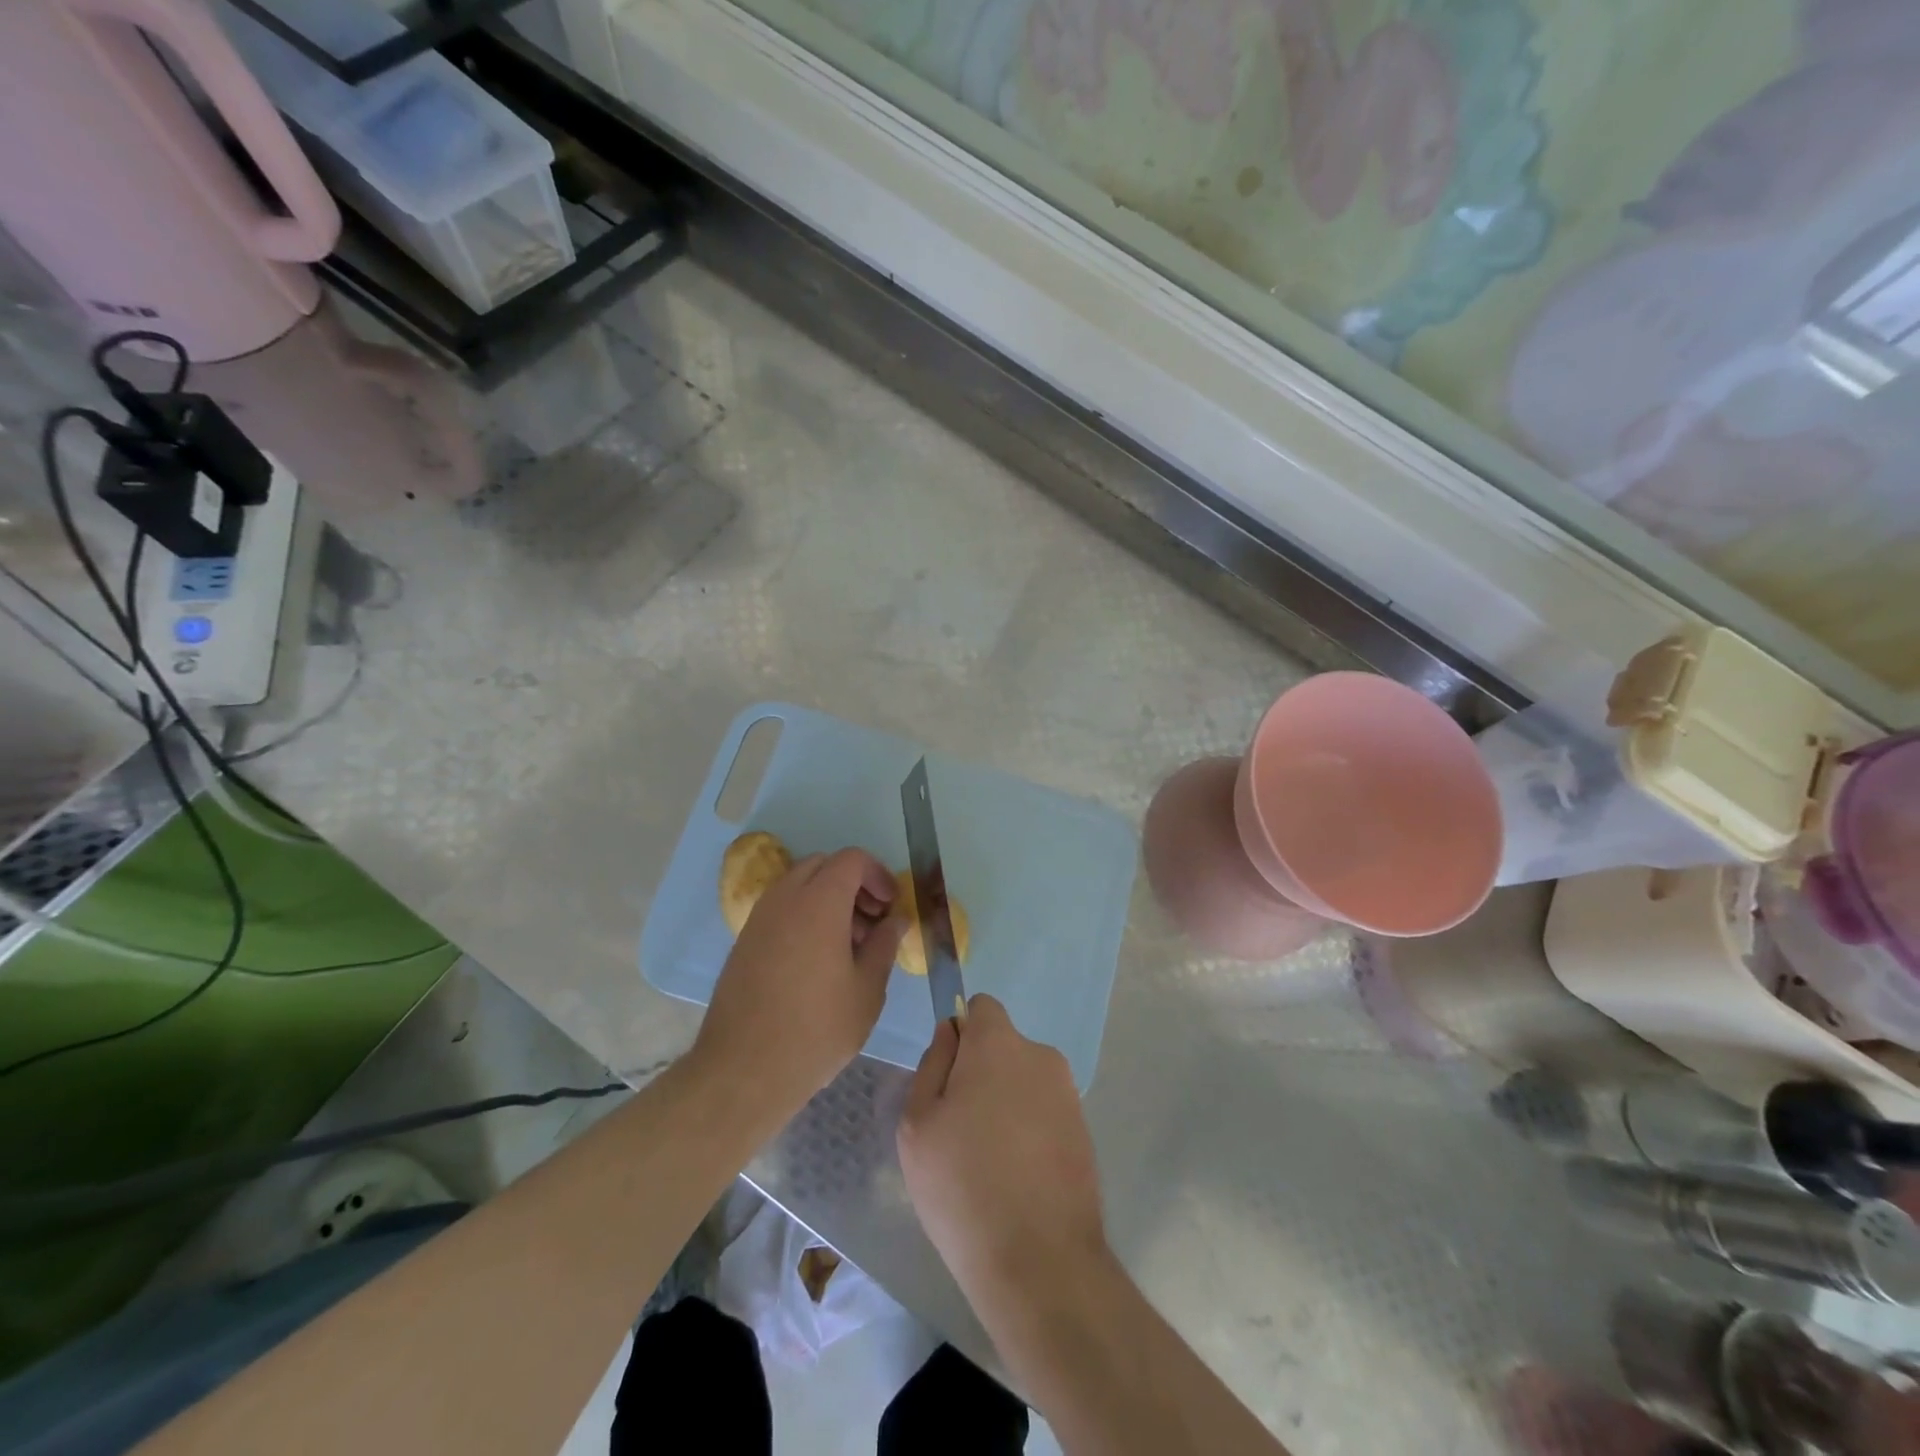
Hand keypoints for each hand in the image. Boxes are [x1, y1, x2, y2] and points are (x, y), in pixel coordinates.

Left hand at [694, 848, 904, 1111]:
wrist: (743, 1070)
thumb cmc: (817, 1029)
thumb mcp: (867, 990)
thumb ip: (884, 945)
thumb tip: (896, 920)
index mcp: (819, 902)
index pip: (851, 859)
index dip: (877, 874)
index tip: (891, 906)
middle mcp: (785, 899)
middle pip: (823, 865)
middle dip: (853, 883)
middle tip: (873, 921)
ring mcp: (759, 918)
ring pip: (799, 884)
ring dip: (827, 898)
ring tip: (848, 944)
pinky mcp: (744, 941)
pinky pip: (780, 908)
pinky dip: (804, 914)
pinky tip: (817, 959)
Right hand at [897, 995, 1107, 1304]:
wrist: (1040, 1262)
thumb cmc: (962, 1185)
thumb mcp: (918, 1124)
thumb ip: (932, 1065)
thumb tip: (950, 1034)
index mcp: (999, 1044)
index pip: (981, 1008)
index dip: (961, 1034)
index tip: (949, 1078)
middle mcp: (1040, 1056)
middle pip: (1002, 1047)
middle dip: (981, 1073)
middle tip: (959, 1130)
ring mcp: (1068, 1094)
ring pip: (1023, 1082)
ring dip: (1005, 1104)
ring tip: (988, 1163)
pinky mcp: (1084, 1131)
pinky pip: (1044, 1113)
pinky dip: (1029, 1132)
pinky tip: (1016, 1180)